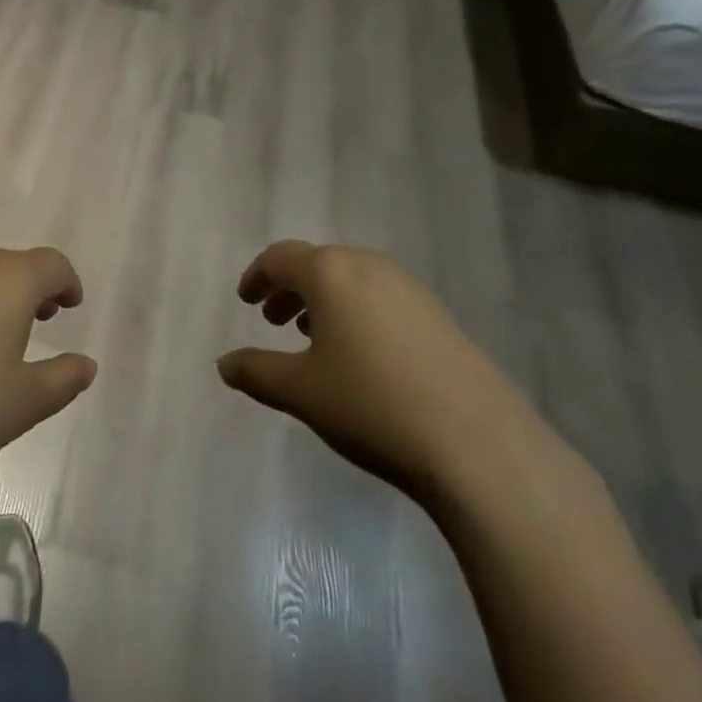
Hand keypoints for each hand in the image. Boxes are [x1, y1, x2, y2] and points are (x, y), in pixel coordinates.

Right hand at [218, 241, 547, 504]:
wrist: (477, 443)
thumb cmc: (371, 405)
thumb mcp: (302, 392)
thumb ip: (257, 372)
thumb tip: (224, 364)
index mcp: (331, 272)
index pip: (282, 258)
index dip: (258, 276)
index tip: (245, 299)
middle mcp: (369, 267)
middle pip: (319, 264)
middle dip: (291, 289)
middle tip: (273, 320)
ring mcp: (409, 289)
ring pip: (352, 281)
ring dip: (324, 301)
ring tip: (313, 338)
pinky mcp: (438, 316)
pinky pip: (382, 299)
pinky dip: (357, 313)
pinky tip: (361, 356)